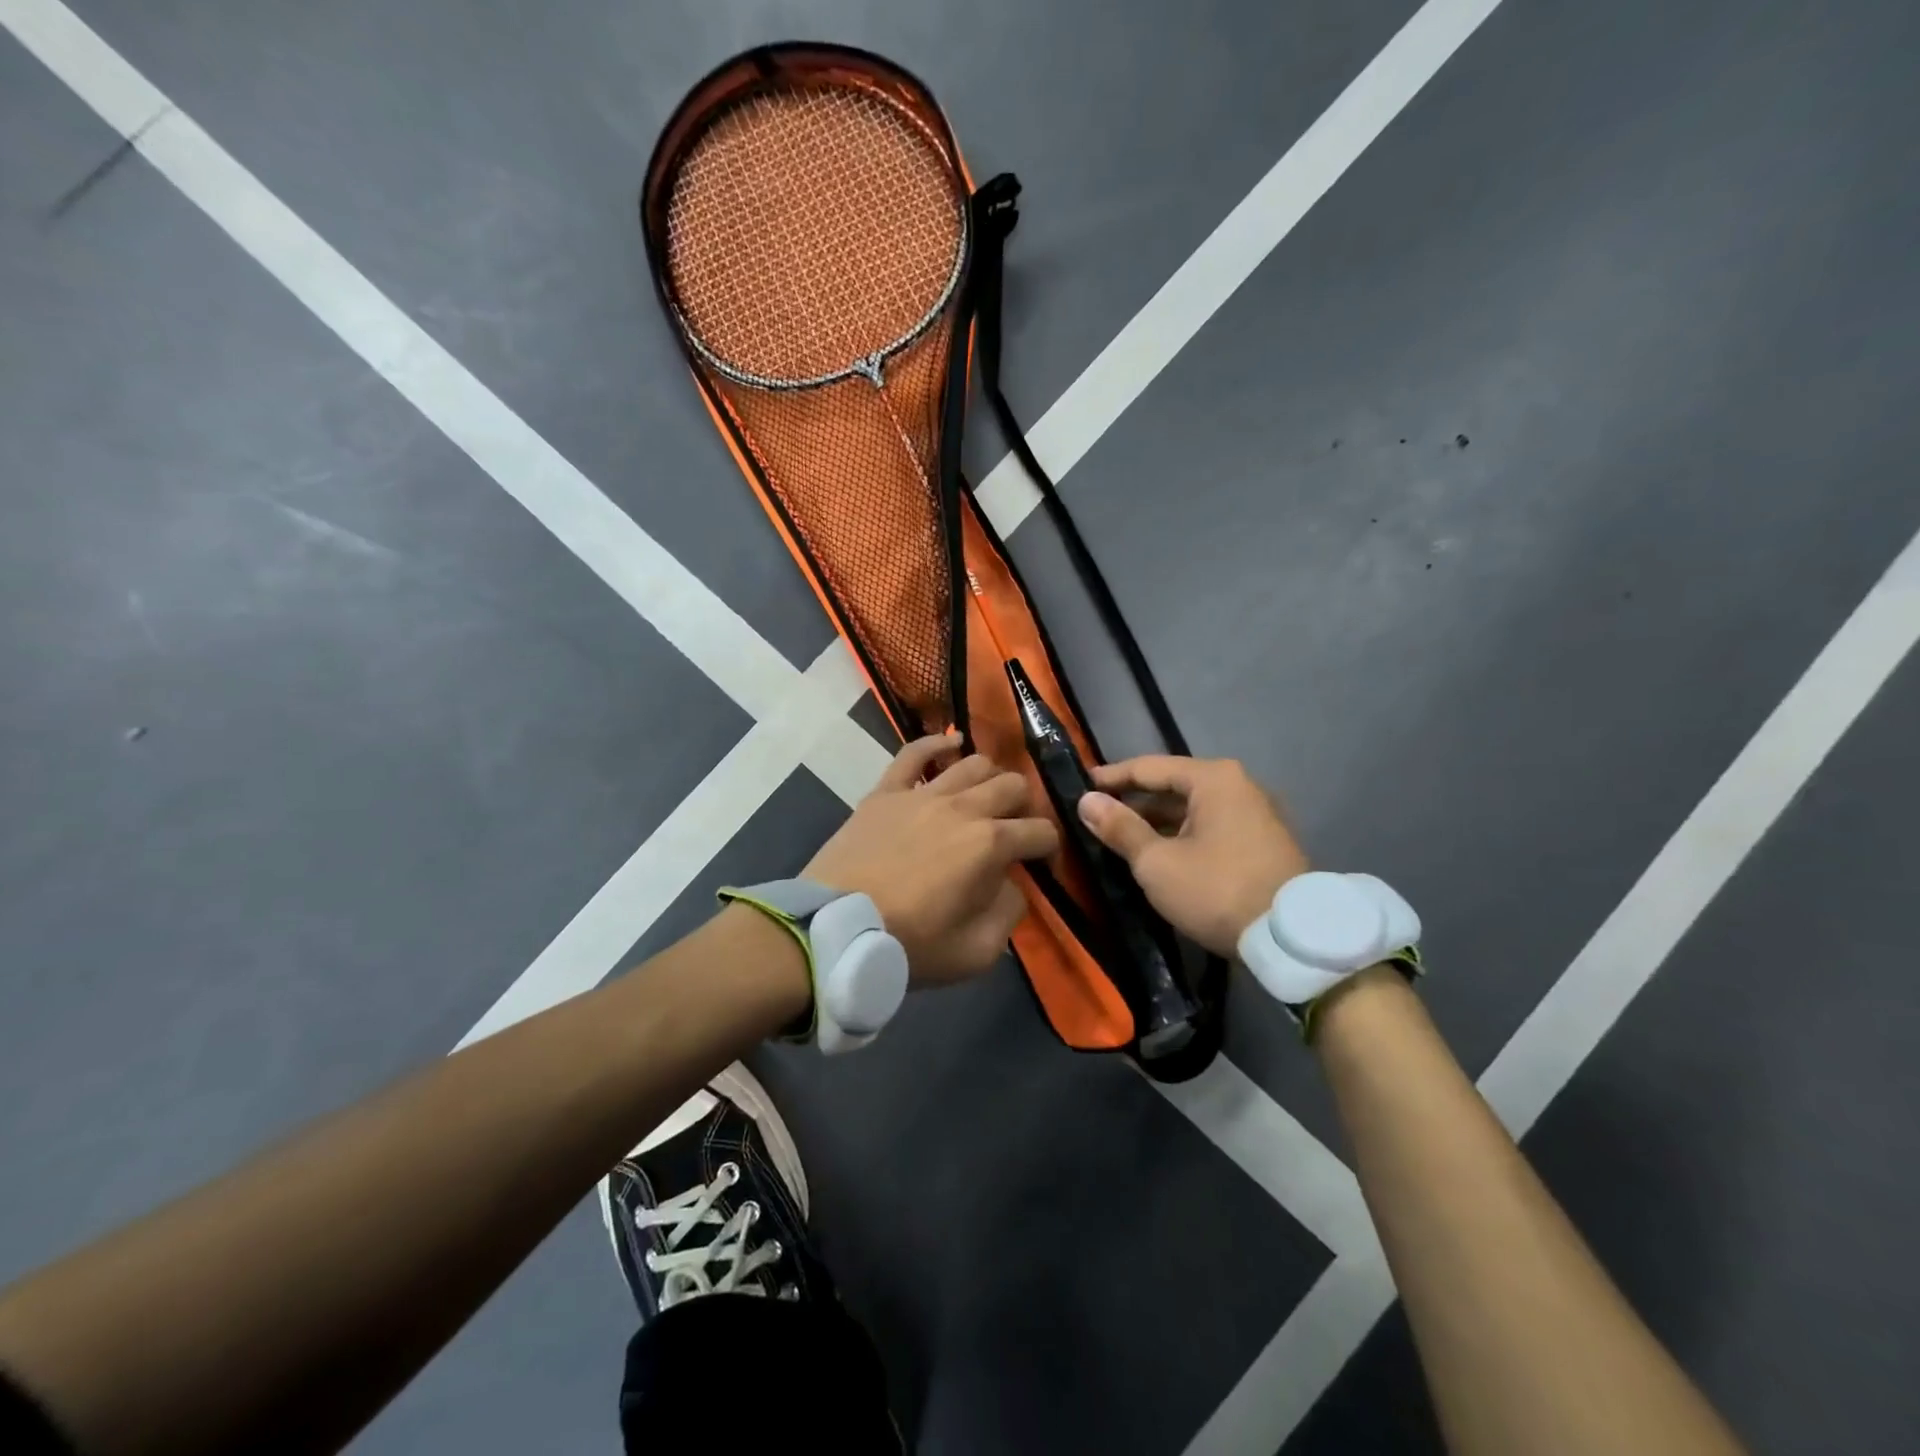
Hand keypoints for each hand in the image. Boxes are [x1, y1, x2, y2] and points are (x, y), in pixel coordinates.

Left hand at [805, 735, 1059, 986]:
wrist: (836, 931)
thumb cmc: (909, 945)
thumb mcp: (978, 951)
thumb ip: (1008, 912)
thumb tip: (1011, 885)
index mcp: (990, 844)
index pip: (1040, 831)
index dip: (1049, 846)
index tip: (1041, 862)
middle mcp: (963, 807)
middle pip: (1013, 785)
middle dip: (1025, 806)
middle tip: (1014, 828)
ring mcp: (923, 794)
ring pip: (973, 763)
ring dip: (991, 777)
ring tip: (987, 795)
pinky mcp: (887, 792)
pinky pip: (914, 753)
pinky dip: (936, 744)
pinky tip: (952, 744)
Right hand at [1077, 755, 1308, 957]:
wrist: (1292, 939)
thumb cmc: (1216, 890)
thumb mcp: (1157, 862)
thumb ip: (1120, 828)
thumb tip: (1087, 801)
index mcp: (1213, 779)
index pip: (1149, 767)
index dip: (1111, 777)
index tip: (1080, 785)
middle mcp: (1239, 786)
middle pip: (1173, 786)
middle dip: (1134, 801)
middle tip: (1097, 814)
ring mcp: (1256, 814)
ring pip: (1193, 809)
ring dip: (1158, 821)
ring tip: (1121, 837)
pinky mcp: (1264, 842)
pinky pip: (1211, 827)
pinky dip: (1182, 834)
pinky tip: (1160, 853)